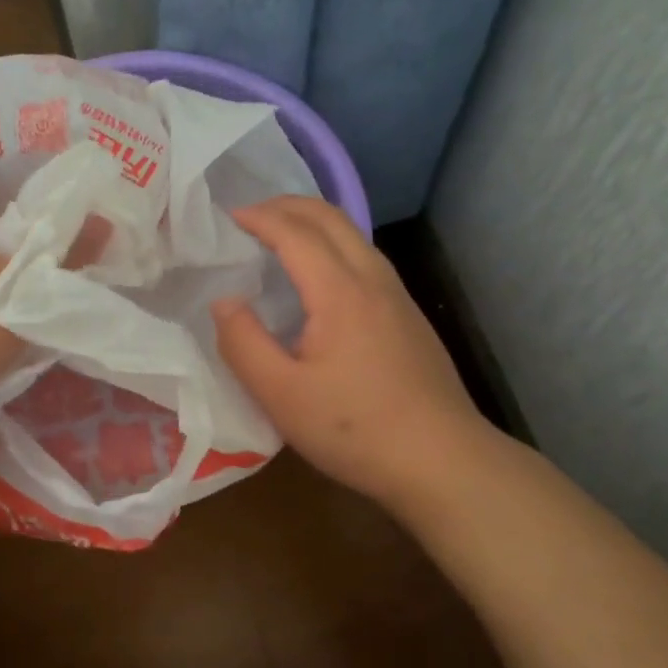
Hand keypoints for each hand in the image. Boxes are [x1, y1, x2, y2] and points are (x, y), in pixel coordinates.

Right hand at [211, 196, 493, 511]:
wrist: (444, 462)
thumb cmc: (354, 429)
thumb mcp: (281, 395)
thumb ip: (243, 343)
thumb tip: (224, 301)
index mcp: (340, 292)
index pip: (295, 233)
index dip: (260, 217)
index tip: (228, 216)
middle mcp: (373, 280)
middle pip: (331, 217)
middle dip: (288, 205)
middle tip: (252, 213)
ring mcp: (398, 297)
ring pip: (354, 235)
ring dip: (314, 222)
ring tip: (281, 236)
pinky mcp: (409, 317)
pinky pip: (365, 258)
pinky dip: (333, 245)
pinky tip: (320, 278)